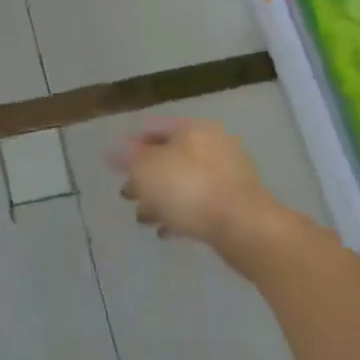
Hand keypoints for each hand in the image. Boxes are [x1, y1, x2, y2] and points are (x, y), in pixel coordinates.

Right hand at [111, 119, 294, 261]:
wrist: (244, 228)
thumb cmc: (189, 189)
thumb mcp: (147, 169)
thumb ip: (128, 157)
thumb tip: (114, 150)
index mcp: (192, 129)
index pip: (153, 128)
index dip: (130, 145)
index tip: (115, 165)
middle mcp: (211, 145)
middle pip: (169, 156)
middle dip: (145, 176)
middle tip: (126, 193)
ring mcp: (226, 175)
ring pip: (183, 182)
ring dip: (160, 198)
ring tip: (142, 218)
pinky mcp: (234, 204)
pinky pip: (199, 204)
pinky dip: (180, 214)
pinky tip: (165, 230)